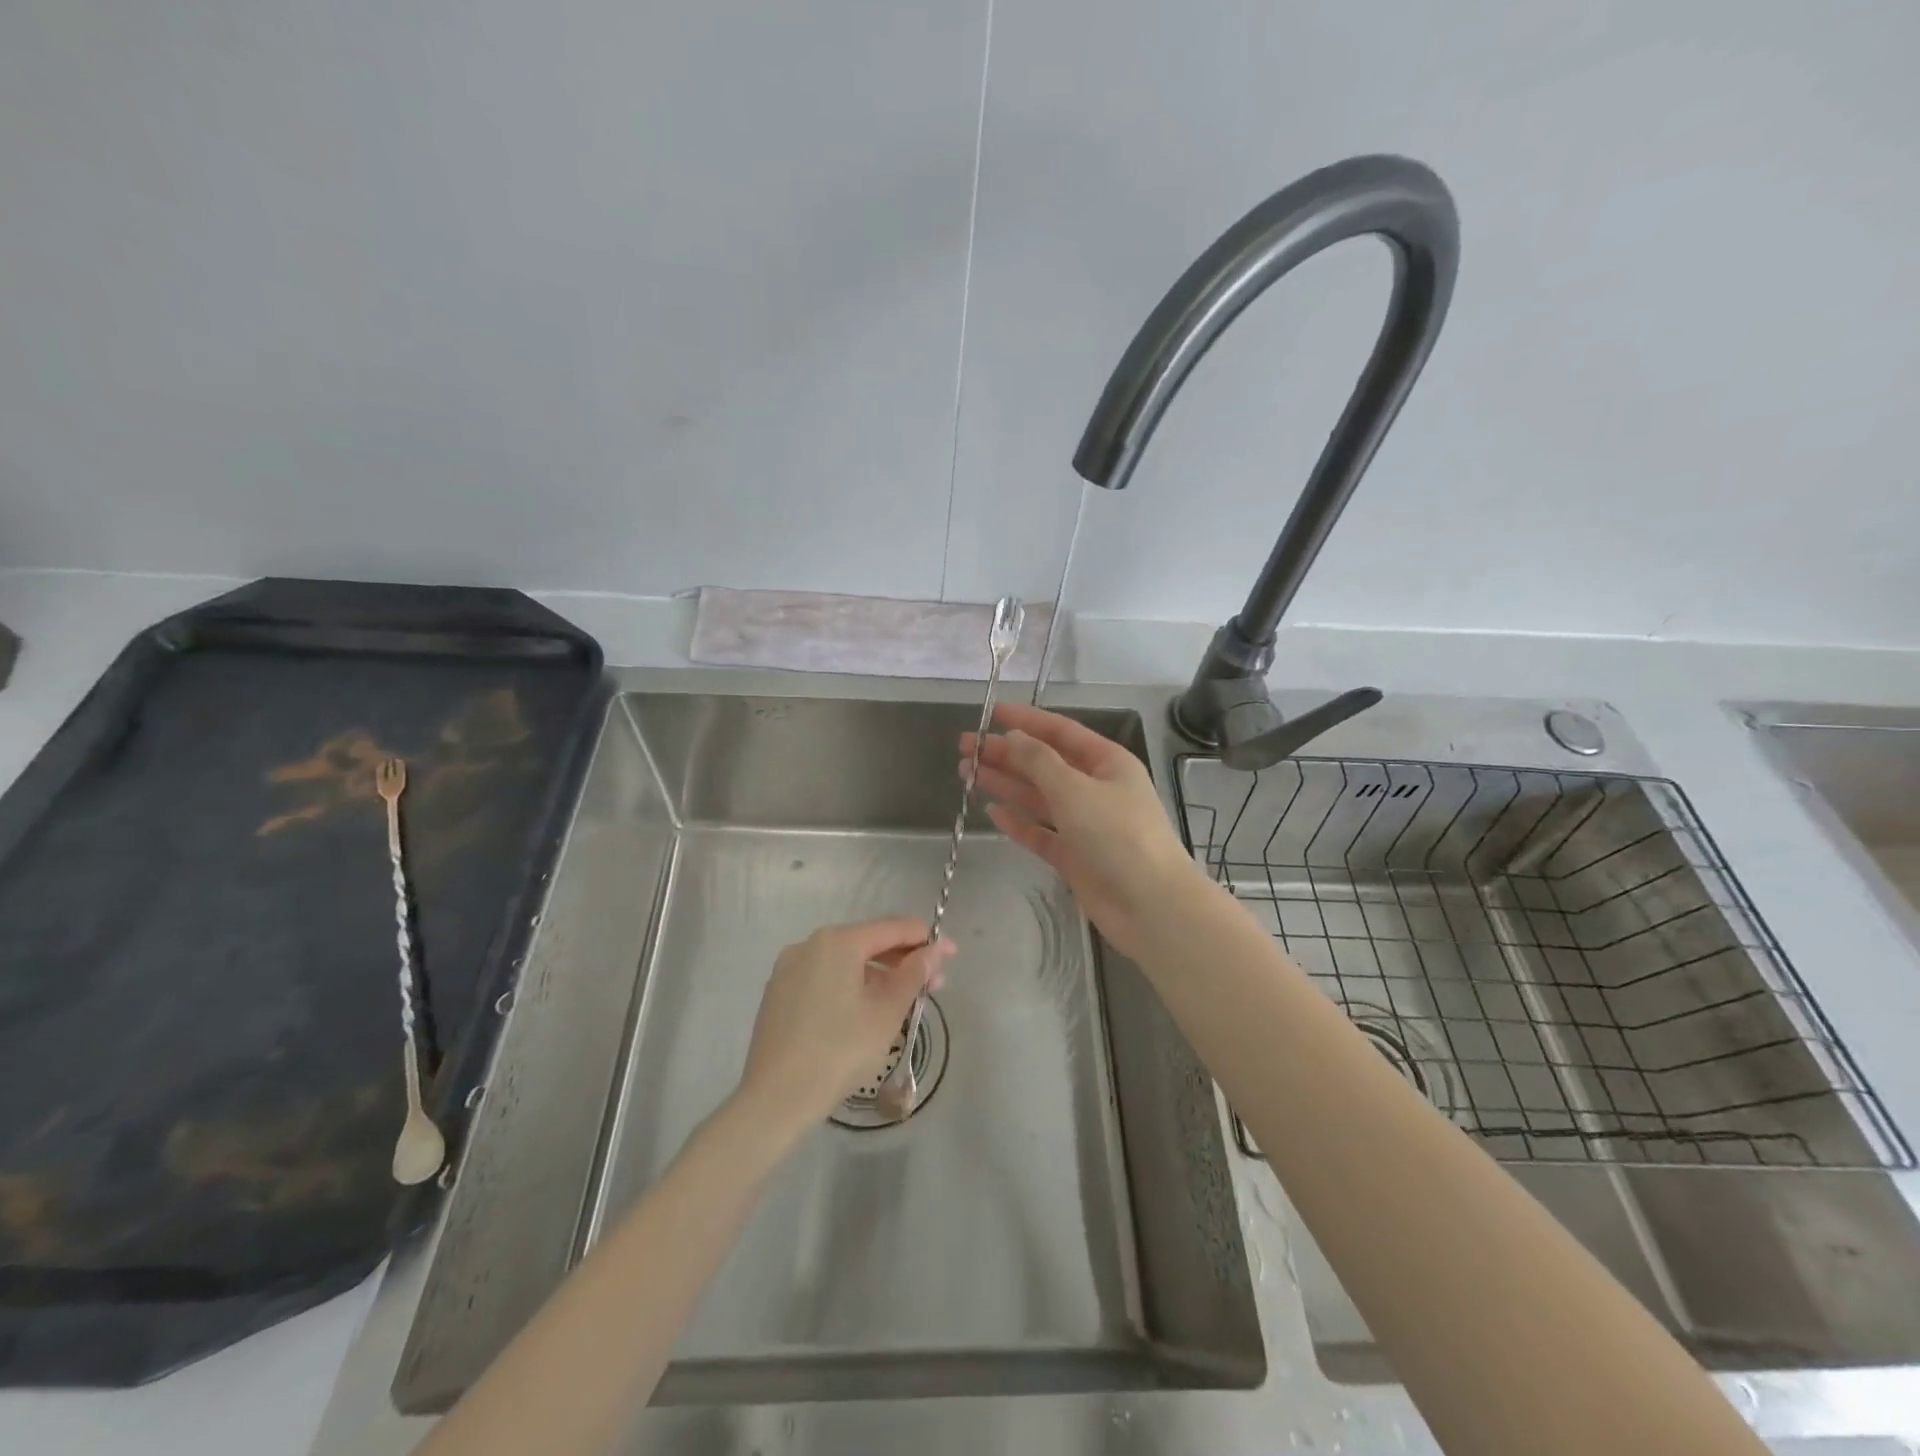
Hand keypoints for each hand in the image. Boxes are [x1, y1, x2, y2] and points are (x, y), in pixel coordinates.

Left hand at [736, 918, 953, 1136]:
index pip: (891, 928)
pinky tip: (865, 1011)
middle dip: (903, 960)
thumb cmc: (839, 1051)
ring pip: (845, 962)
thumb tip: (934, 951)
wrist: (775, 1098)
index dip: (925, 939)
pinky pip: (824, 978)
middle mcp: (810, 944)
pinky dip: (850, 986)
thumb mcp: (886, 1013)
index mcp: (837, 942)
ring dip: (878, 976)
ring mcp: (789, 968)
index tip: (951, 954)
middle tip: (934, 985)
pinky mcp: (779, 993)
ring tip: (902, 1001)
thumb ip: (913, 975)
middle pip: (867, 942)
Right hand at [962, 702, 1203, 960]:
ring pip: (1038, 797)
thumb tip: (1013, 737)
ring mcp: (1085, 824)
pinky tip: (992, 812)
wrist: (1150, 905)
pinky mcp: (1074, 856)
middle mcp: (1095, 788)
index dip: (1025, 720)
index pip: (1060, 731)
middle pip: (1044, 764)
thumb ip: (1038, 761)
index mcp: (1106, 762)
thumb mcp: (1074, 789)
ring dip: (1005, 784)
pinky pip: (1040, 832)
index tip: (990, 713)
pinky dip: (1017, 823)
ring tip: (966, 773)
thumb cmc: (1117, 835)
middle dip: (1006, 754)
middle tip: (965, 748)